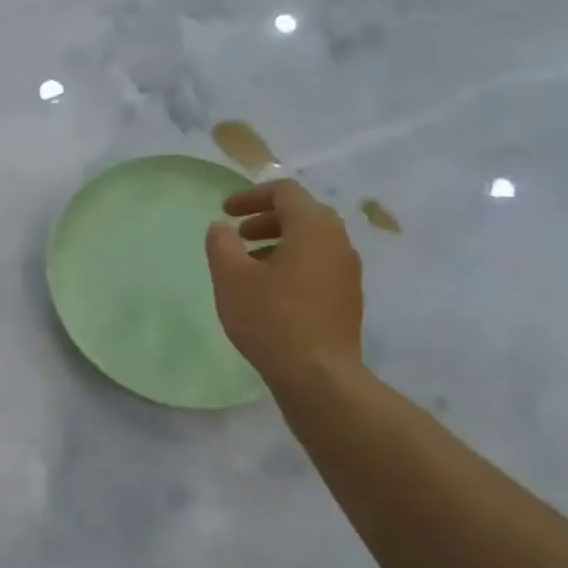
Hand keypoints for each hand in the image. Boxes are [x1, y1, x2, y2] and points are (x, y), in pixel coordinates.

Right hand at [205, 179, 362, 381]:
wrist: (318, 374)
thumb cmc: (271, 318)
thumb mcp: (232, 278)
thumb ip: (222, 245)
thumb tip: (220, 228)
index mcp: (313, 228)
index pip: (284, 192)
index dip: (251, 196)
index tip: (225, 211)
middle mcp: (338, 242)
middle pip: (302, 214)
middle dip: (265, 219)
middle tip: (237, 235)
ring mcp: (347, 271)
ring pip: (311, 241)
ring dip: (278, 242)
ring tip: (248, 265)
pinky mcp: (347, 297)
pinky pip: (318, 265)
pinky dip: (291, 263)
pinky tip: (269, 291)